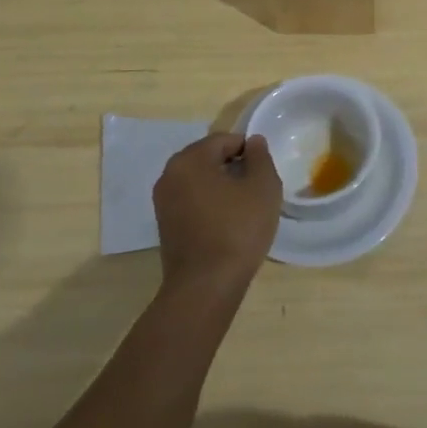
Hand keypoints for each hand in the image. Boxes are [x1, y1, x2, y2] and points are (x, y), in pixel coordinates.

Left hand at [153, 133, 280, 298]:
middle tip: (256, 189)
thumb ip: (260, 156)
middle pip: (209, 158)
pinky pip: (191, 201)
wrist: (206, 286)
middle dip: (233, 167)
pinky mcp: (164, 225)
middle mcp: (169, 175)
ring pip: (200, 181)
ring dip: (221, 186)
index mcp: (190, 159)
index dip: (249, 151)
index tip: (264, 173)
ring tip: (244, 207)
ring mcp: (163, 202)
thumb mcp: (263, 187)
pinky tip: (227, 223)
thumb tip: (254, 142)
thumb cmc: (238, 229)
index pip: (224, 140)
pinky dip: (209, 204)